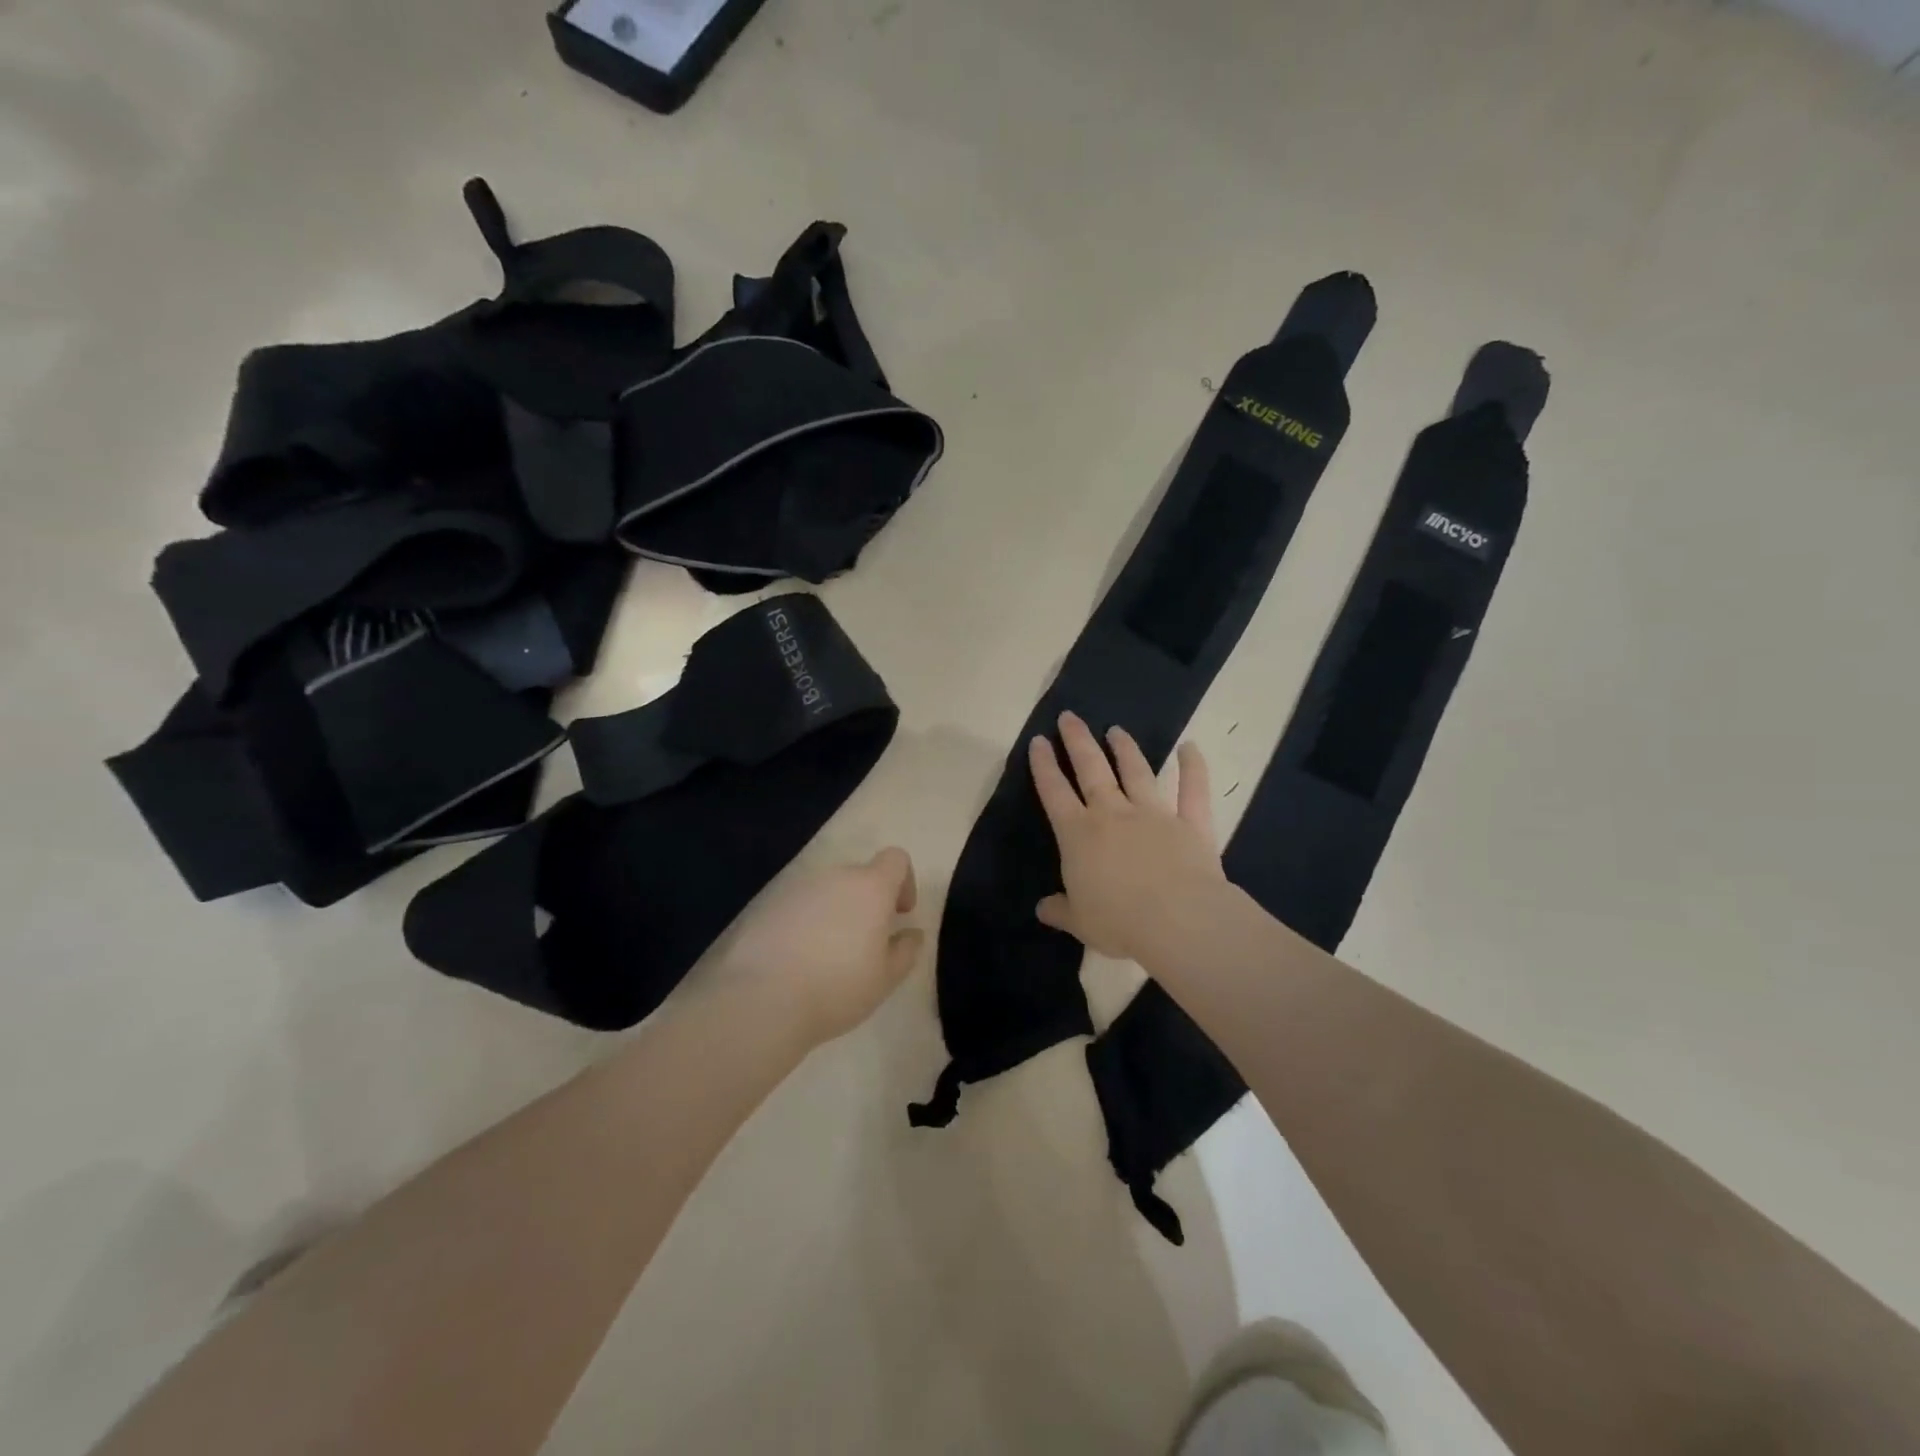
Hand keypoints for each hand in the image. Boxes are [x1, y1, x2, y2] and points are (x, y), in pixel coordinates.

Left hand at [709, 848, 924, 1046]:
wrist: (762, 999)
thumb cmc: (837, 987)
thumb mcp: (886, 979)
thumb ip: (906, 950)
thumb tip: (912, 934)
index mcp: (870, 887)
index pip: (895, 858)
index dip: (904, 881)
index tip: (900, 914)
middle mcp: (834, 877)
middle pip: (860, 876)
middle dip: (868, 902)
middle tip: (866, 944)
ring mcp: (797, 888)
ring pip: (827, 892)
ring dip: (836, 912)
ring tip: (829, 956)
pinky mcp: (767, 905)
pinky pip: (799, 906)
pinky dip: (806, 923)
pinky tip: (798, 960)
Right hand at [1030, 712, 1226, 963]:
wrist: (1178, 921)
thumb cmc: (1119, 921)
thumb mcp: (1079, 922)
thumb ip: (1060, 910)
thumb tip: (1042, 908)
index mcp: (1078, 834)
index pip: (1054, 793)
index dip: (1044, 766)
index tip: (1038, 741)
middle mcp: (1113, 814)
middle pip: (1091, 769)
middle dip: (1078, 741)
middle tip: (1070, 716)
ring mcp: (1153, 814)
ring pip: (1136, 772)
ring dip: (1125, 749)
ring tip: (1116, 729)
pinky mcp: (1190, 823)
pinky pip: (1193, 790)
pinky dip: (1193, 767)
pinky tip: (1190, 747)